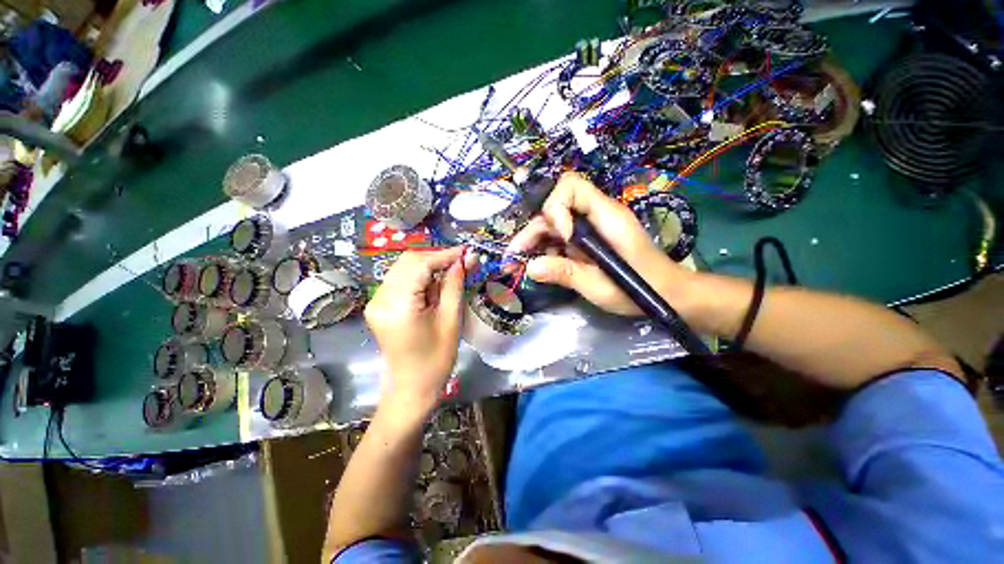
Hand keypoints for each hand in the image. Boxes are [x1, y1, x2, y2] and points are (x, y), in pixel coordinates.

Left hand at [365, 247, 466, 418]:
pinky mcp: (379, 305)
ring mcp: (376, 301)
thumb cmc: (436, 359)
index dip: (444, 254)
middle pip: (408, 261)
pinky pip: (400, 280)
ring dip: (428, 266)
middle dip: (436, 258)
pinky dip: (419, 276)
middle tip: (460, 263)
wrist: (412, 387)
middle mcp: (380, 298)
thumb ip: (455, 285)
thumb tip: (465, 260)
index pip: (420, 265)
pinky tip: (434, 284)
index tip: (466, 252)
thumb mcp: (450, 320)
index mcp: (398, 305)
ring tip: (451, 273)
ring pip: (403, 268)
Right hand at [507, 172, 693, 315]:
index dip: (556, 208)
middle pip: (555, 208)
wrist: (666, 294)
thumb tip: (530, 267)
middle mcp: (596, 215)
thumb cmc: (639, 289)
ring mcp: (592, 228)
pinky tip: (541, 265)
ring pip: (554, 223)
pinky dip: (548, 249)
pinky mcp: (589, 240)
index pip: (571, 186)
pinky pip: (561, 238)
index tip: (560, 237)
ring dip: (535, 241)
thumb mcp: (598, 285)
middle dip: (533, 230)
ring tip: (519, 263)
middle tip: (515, 256)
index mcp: (605, 216)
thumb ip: (564, 273)